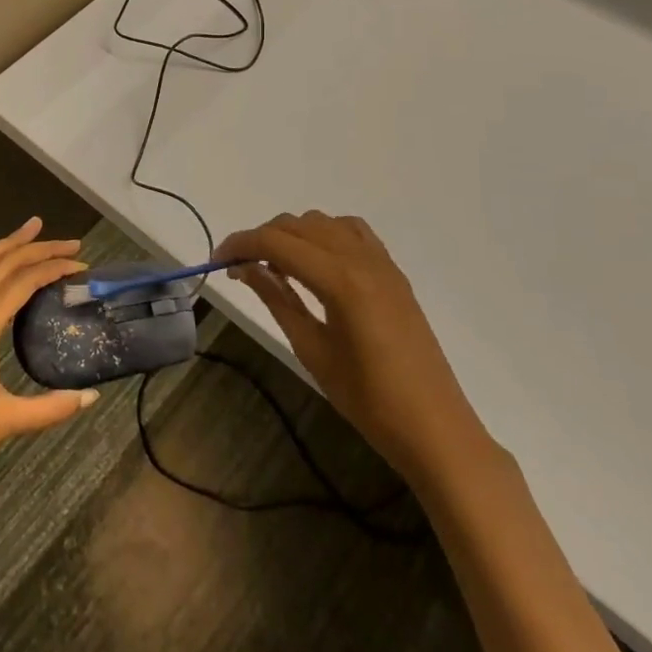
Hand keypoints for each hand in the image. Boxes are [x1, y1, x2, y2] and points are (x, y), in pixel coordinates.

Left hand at [0, 218, 95, 547]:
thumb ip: (50, 408)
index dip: (54, 267)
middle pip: (3, 263)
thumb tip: (91, 395)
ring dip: (9, 244)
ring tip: (33, 228)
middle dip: (38, 247)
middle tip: (72, 242)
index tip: (82, 265)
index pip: (23, 281)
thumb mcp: (4, 422)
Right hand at [216, 211, 486, 479]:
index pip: (277, 242)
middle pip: (297, 225)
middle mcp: (361, 258)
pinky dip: (325, 235)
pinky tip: (316, 262)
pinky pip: (352, 232)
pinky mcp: (393, 272)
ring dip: (293, 234)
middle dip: (262, 238)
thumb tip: (244, 268)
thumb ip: (277, 299)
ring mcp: (381, 262)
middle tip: (239, 267)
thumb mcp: (312, 350)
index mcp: (340, 280)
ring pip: (323, 223)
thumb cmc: (368, 401)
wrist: (435, 428)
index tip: (216, 260)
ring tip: (275, 266)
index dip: (241, 244)